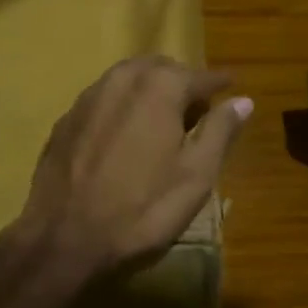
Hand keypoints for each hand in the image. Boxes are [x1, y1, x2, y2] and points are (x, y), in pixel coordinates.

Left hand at [9, 57, 251, 280]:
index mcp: (159, 86)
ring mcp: (88, 98)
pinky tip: (125, 136)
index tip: (233, 85)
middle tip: (198, 108)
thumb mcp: (196, 175)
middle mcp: (121, 79)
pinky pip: (103, 101)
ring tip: (163, 120)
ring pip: (127, 80)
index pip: (199, 75)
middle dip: (182, 83)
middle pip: (160, 69)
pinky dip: (122, 108)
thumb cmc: (143, 209)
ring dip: (150, 91)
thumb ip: (220, 131)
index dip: (219, 83)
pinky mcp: (66, 121)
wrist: (64, 238)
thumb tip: (242, 100)